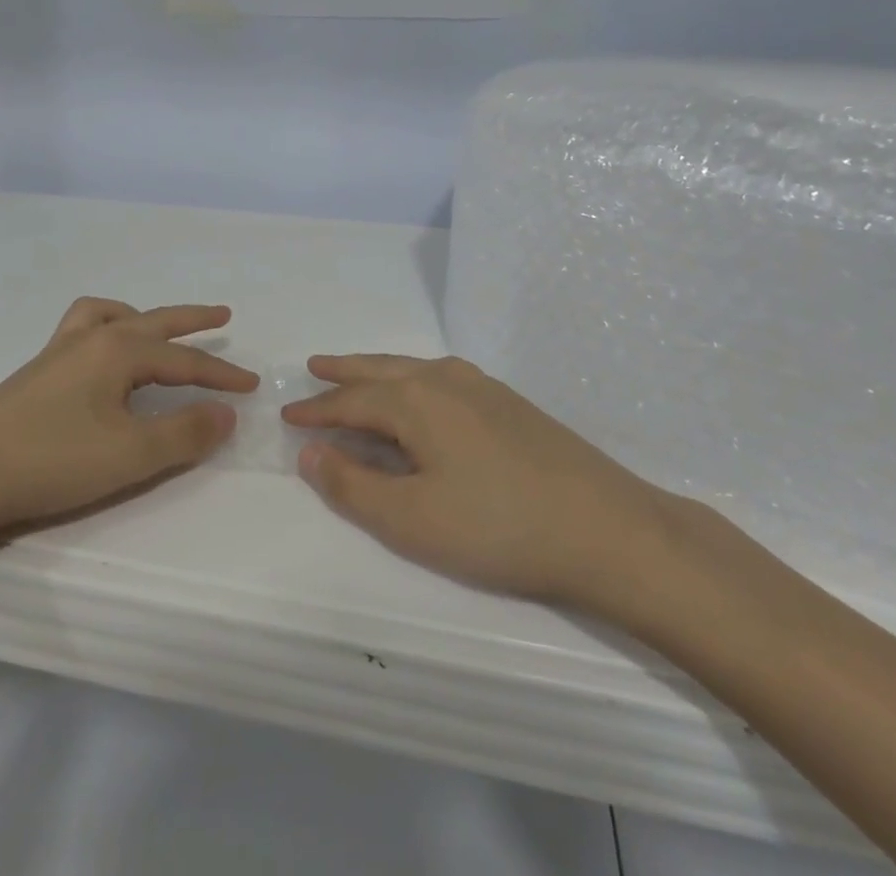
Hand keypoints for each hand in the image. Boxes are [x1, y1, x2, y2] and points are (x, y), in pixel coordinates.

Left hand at [0, 299, 256, 558]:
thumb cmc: (52, 461)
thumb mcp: (131, 455)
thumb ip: (184, 433)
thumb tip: (226, 413)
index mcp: (119, 351)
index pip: (185, 360)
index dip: (222, 374)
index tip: (252, 386)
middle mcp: (92, 338)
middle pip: (154, 322)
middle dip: (192, 320)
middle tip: (223, 315)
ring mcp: (58, 352)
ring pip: (110, 316)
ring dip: (142, 316)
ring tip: (154, 328)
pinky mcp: (35, 372)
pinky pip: (81, 330)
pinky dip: (104, 328)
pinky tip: (100, 357)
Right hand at [284, 354, 690, 628]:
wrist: (607, 528)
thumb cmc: (498, 527)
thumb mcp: (411, 520)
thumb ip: (352, 485)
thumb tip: (310, 452)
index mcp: (414, 400)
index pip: (350, 402)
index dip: (316, 411)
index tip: (288, 415)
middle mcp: (443, 379)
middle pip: (380, 370)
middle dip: (344, 371)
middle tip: (314, 366)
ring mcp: (481, 387)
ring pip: (413, 368)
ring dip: (378, 370)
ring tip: (356, 373)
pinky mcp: (509, 402)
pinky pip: (441, 377)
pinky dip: (412, 379)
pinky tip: (421, 393)